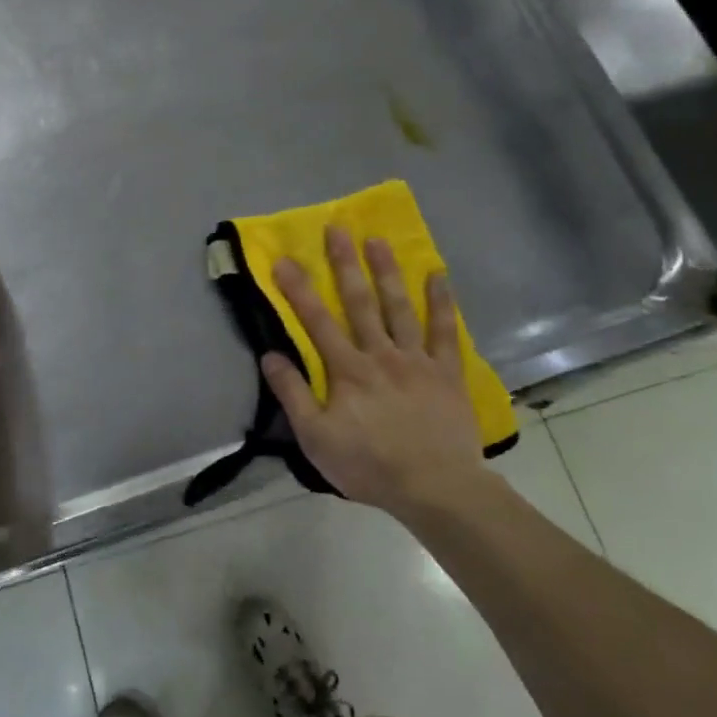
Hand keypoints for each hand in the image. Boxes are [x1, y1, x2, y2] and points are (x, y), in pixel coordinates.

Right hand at [261, 226, 500, 515]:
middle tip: (338, 228)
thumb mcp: (316, 438)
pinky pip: (445, 331)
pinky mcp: (446, 373)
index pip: (317, 322)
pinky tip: (438, 275)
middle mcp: (381, 354)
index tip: (284, 259)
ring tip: (378, 240)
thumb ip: (293, 395)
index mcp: (347, 370)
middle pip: (360, 302)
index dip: (299, 290)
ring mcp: (417, 360)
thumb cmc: (369, 465)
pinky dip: (442, 302)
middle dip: (345, 264)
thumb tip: (270, 355)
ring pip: (400, 307)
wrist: (436, 487)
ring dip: (388, 271)